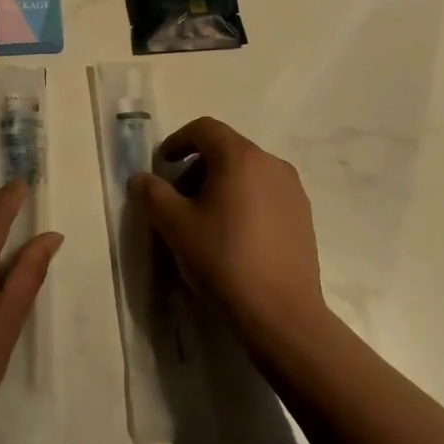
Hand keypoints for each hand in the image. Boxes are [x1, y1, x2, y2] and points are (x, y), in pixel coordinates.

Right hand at [130, 117, 326, 342]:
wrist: (282, 315)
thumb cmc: (224, 260)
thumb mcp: (176, 226)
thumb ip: (153, 194)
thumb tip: (140, 179)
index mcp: (240, 157)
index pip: (204, 129)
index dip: (178, 141)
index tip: (163, 165)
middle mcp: (271, 163)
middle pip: (226, 149)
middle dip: (197, 167)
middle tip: (179, 199)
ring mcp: (292, 190)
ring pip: (248, 172)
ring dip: (221, 184)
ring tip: (206, 221)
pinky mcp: (303, 216)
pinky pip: (266, 193)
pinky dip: (245, 201)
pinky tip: (235, 237)